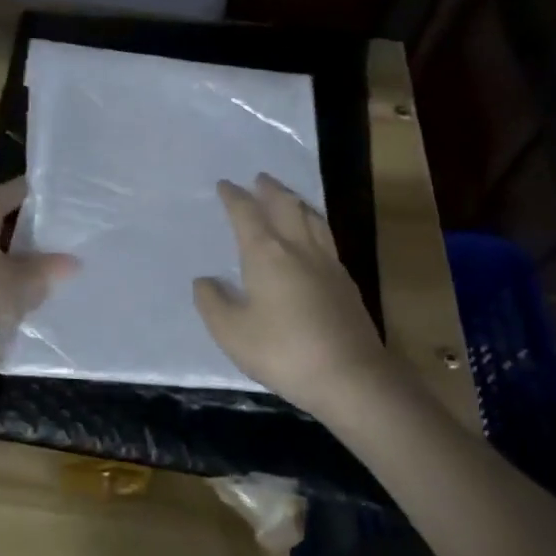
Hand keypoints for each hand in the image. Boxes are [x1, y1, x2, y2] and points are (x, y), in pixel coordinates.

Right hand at [194, 174, 392, 422]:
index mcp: (266, 254)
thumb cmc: (283, 351)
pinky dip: (314, 224)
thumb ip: (213, 303)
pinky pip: (326, 237)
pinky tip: (313, 238)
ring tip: (288, 197)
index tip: (225, 184)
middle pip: (285, 206)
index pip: (246, 214)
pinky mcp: (346, 282)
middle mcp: (298, 248)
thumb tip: (205, 280)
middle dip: (270, 189)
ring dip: (296, 201)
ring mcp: (327, 263)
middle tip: (260, 178)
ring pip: (312, 218)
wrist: (351, 377)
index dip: (234, 197)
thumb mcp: (232, 332)